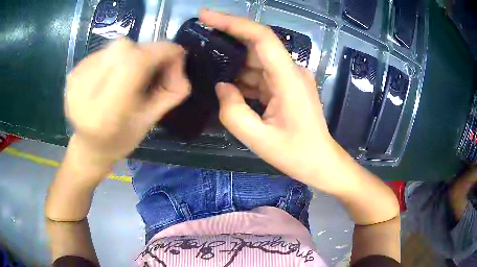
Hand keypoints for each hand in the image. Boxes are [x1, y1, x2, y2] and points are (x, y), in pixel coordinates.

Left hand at [65, 39, 189, 165]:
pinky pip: (103, 51)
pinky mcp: (72, 73)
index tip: (176, 53)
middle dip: (145, 52)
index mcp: (106, 113)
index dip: (160, 51)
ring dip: (129, 55)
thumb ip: (171, 91)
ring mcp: (75, 81)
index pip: (134, 63)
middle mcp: (85, 93)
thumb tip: (179, 58)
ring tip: (126, 76)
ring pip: (114, 46)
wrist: (89, 147)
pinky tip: (110, 77)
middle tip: (149, 68)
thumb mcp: (151, 122)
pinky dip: (114, 58)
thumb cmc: (121, 140)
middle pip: (123, 48)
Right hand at [200, 10, 336, 184]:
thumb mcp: (258, 139)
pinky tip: (226, 83)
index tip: (206, 15)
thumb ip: (233, 111)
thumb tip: (221, 86)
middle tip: (200, 39)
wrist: (321, 163)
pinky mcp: (287, 87)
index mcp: (289, 78)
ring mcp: (290, 78)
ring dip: (233, 62)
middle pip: (256, 45)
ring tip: (207, 62)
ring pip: (257, 60)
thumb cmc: (296, 154)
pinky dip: (243, 77)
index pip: (261, 37)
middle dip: (228, 39)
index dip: (233, 22)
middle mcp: (291, 71)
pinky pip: (261, 75)